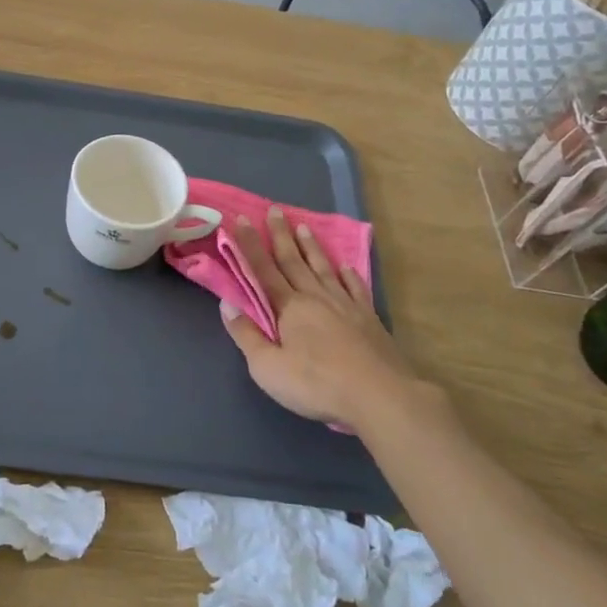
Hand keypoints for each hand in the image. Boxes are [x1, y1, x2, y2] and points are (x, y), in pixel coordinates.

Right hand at [218, 207, 441, 434]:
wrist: (380, 396)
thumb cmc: (316, 383)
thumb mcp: (267, 367)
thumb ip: (246, 335)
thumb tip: (226, 305)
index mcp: (289, 307)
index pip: (263, 269)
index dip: (250, 245)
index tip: (242, 220)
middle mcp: (316, 297)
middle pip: (293, 261)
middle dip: (280, 235)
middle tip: (275, 210)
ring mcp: (346, 305)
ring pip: (323, 268)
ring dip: (311, 247)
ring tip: (304, 227)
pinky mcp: (369, 318)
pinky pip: (356, 288)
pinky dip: (349, 275)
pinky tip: (346, 267)